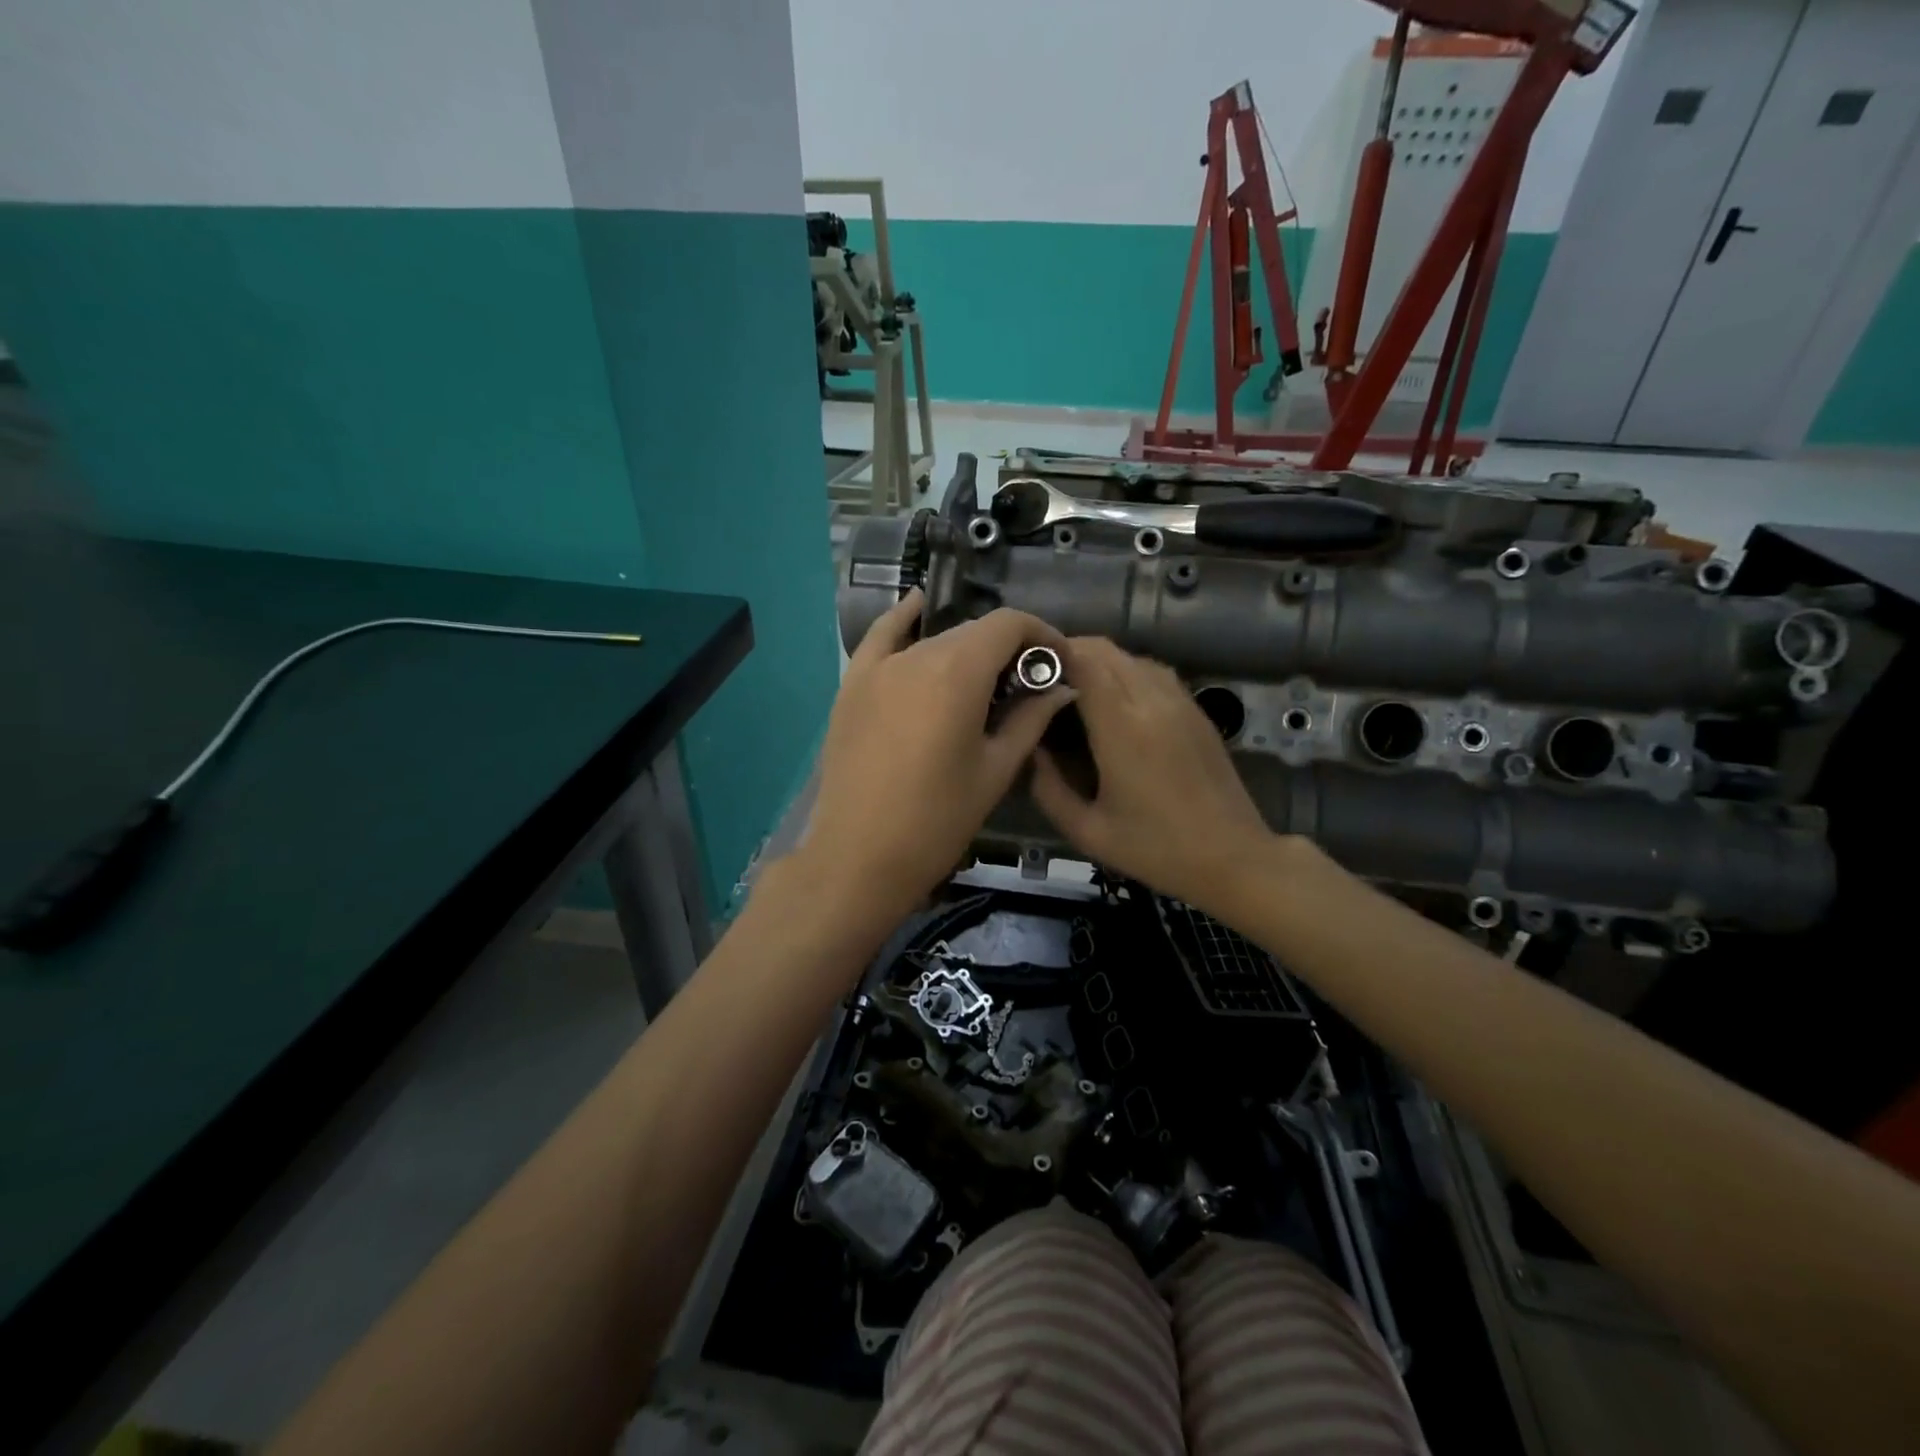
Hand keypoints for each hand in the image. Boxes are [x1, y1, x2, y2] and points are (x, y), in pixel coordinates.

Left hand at [794, 591, 1071, 935]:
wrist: (858, 856)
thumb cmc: (937, 820)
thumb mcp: (995, 770)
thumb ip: (1030, 719)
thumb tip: (1061, 687)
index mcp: (957, 672)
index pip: (1009, 624)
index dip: (1041, 634)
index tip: (1058, 661)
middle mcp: (916, 655)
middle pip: (973, 630)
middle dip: (1008, 647)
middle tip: (1026, 683)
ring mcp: (878, 666)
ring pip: (935, 638)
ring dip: (966, 649)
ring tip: (983, 680)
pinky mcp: (852, 683)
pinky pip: (882, 636)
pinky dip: (905, 620)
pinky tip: (918, 607)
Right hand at [1030, 637, 1273, 910]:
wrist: (1233, 858)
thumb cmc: (1155, 849)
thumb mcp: (1087, 831)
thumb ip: (1048, 788)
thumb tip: (1031, 749)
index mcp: (1122, 727)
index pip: (1084, 661)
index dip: (1053, 654)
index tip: (1027, 668)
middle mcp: (1152, 701)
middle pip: (1106, 651)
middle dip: (1071, 653)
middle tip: (1044, 678)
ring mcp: (1180, 702)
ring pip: (1132, 657)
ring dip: (1100, 662)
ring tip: (1075, 687)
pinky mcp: (1196, 711)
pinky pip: (1154, 673)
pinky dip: (1126, 673)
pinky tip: (1114, 701)